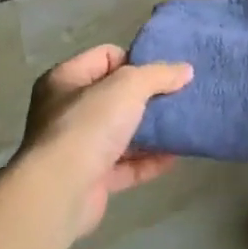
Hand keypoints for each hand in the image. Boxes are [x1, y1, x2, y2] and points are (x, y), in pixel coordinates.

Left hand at [19, 44, 191, 237]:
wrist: (61, 191)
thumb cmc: (89, 125)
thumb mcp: (129, 86)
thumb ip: (159, 74)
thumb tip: (186, 70)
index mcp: (65, 80)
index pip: (106, 57)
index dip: (136, 60)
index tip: (163, 74)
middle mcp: (66, 111)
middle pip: (116, 96)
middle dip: (148, 97)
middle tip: (178, 98)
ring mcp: (77, 147)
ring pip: (122, 132)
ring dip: (151, 131)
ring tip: (182, 125)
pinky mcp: (90, 179)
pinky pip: (125, 165)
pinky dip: (148, 161)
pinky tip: (174, 157)